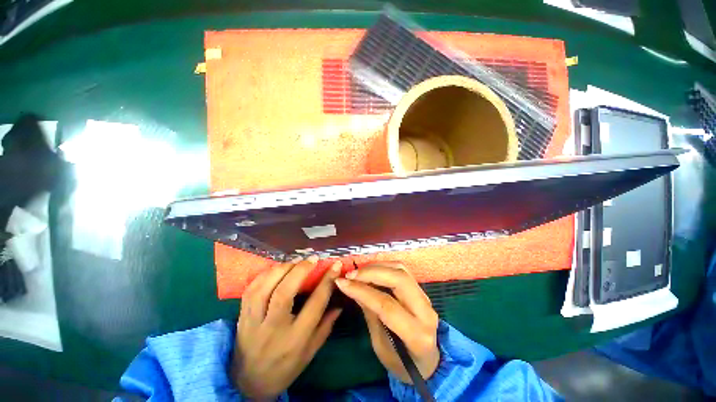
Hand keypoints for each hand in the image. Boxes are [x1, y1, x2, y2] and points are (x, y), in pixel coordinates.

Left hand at [232, 256, 342, 399]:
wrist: (248, 384)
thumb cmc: (285, 368)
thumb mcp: (310, 352)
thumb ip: (326, 326)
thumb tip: (340, 302)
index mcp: (295, 339)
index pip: (315, 304)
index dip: (327, 281)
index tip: (335, 265)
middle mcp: (273, 329)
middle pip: (285, 292)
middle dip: (301, 270)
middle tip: (313, 259)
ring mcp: (254, 322)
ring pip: (265, 288)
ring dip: (282, 269)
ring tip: (296, 261)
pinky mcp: (241, 317)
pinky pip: (251, 289)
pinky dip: (265, 275)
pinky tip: (277, 269)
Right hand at [334, 262, 439, 383]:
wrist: (427, 362)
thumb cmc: (400, 362)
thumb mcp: (380, 346)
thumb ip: (369, 313)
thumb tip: (353, 287)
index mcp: (416, 335)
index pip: (387, 305)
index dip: (362, 291)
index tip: (342, 282)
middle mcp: (426, 312)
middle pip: (399, 279)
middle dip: (371, 272)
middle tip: (350, 274)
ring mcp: (426, 297)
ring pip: (401, 270)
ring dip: (377, 266)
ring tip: (358, 271)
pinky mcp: (421, 289)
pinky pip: (402, 270)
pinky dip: (384, 266)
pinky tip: (371, 270)